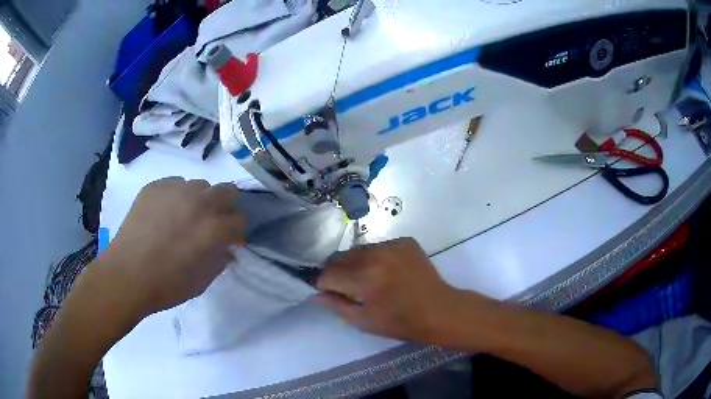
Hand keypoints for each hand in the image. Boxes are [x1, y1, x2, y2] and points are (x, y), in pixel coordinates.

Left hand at [99, 178, 244, 318]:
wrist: (127, 274)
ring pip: (200, 185)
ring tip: (184, 218)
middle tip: (212, 224)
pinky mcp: (155, 186)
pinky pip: (174, 184)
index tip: (229, 243)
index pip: (240, 220)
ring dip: (200, 201)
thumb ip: (220, 261)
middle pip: (228, 191)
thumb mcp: (202, 281)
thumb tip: (226, 250)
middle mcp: (199, 201)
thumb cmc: (167, 284)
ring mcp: (176, 190)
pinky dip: (176, 197)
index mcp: (214, 227)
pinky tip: (164, 214)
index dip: (236, 233)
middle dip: (225, 207)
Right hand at [315, 237, 463, 342]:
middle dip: (337, 272)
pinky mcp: (405, 241)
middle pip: (339, 257)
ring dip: (356, 263)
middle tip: (349, 287)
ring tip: (370, 279)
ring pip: (358, 249)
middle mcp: (375, 255)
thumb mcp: (364, 321)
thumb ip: (336, 305)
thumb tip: (315, 293)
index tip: (331, 293)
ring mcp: (392, 245)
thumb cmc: (400, 322)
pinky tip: (388, 271)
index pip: (327, 274)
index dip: (325, 285)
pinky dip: (376, 257)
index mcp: (364, 278)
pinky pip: (378, 245)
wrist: (438, 310)